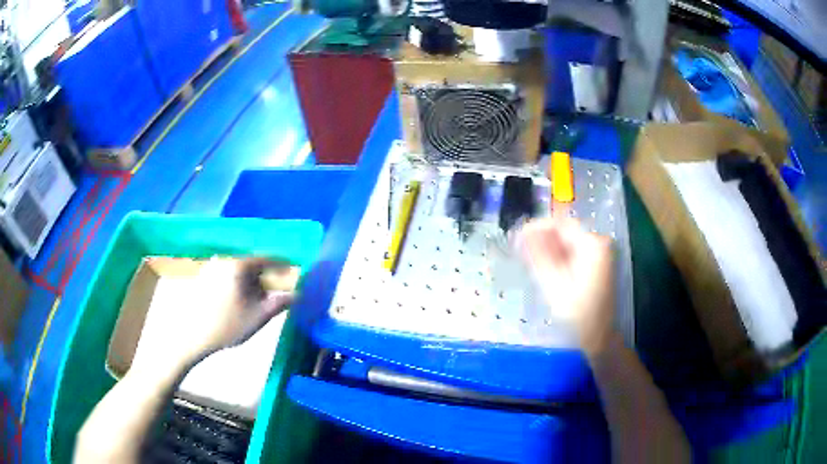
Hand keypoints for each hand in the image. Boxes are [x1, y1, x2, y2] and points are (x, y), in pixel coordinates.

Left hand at [130, 258, 294, 375]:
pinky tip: (238, 301)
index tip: (293, 273)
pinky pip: (228, 275)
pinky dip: (238, 284)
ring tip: (256, 299)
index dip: (282, 266)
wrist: (194, 336)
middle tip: (274, 291)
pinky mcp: (205, 277)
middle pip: (253, 263)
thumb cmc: (228, 326)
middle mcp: (225, 260)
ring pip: (240, 270)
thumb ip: (280, 303)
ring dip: (251, 281)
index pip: (266, 258)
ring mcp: (212, 267)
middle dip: (266, 276)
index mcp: (238, 265)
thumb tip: (298, 294)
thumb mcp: (258, 316)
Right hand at [517, 218, 614, 354]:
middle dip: (543, 238)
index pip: (561, 223)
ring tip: (530, 258)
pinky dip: (559, 255)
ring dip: (549, 247)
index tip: (518, 235)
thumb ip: (539, 254)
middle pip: (566, 231)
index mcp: (592, 244)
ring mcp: (600, 252)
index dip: (538, 226)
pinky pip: (575, 251)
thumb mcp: (553, 282)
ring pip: (569, 241)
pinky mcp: (598, 262)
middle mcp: (599, 242)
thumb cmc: (577, 310)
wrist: (599, 332)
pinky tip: (546, 265)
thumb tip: (524, 233)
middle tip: (521, 248)